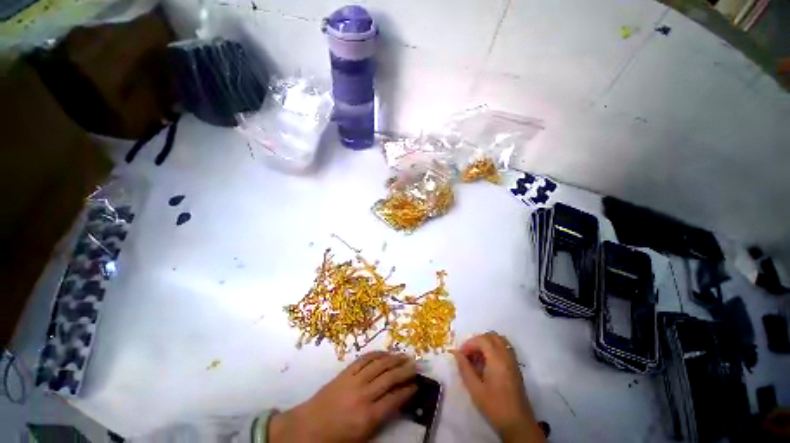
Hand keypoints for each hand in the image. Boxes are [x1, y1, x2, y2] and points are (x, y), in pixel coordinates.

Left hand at [268, 351, 416, 442]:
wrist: (308, 427)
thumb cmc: (335, 438)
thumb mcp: (361, 437)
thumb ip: (380, 419)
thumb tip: (395, 403)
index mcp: (367, 417)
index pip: (394, 399)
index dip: (407, 390)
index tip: (416, 385)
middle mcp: (363, 395)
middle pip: (389, 378)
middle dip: (405, 371)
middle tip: (415, 365)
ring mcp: (354, 380)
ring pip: (379, 365)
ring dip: (394, 359)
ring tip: (404, 355)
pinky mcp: (346, 372)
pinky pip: (364, 359)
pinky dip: (376, 354)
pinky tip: (385, 353)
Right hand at [452, 333, 544, 442]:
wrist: (518, 425)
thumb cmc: (494, 406)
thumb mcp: (475, 389)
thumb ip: (464, 368)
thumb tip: (455, 352)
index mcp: (497, 359)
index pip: (482, 339)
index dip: (469, 344)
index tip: (460, 355)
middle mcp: (507, 356)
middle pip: (491, 336)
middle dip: (477, 341)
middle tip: (468, 354)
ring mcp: (513, 361)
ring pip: (499, 341)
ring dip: (486, 344)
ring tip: (477, 357)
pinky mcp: (515, 368)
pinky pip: (504, 349)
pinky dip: (494, 349)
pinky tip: (487, 364)